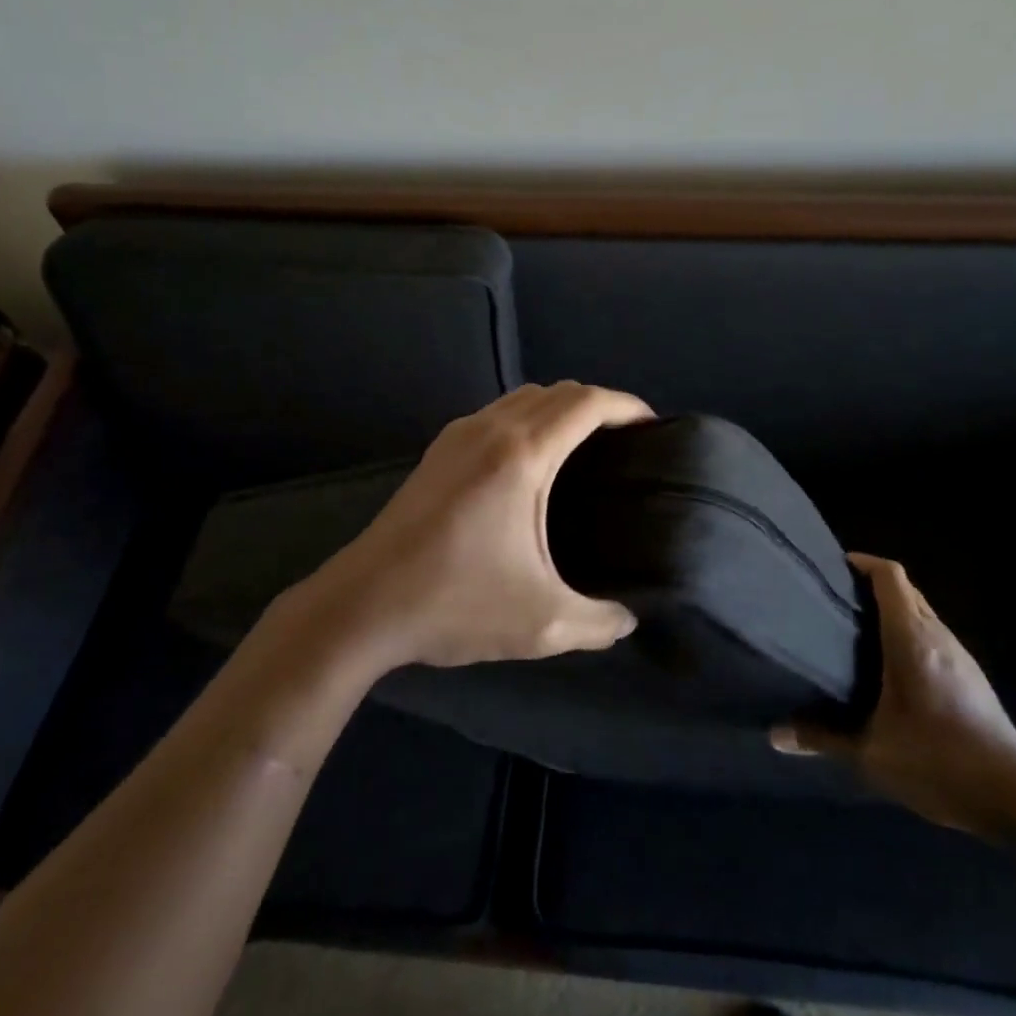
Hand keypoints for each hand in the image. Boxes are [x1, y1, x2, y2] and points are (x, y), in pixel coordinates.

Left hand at [312, 382, 652, 671]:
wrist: (362, 606)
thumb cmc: (455, 603)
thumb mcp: (542, 623)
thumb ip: (599, 621)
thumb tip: (629, 620)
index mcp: (521, 455)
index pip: (587, 403)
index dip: (627, 405)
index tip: (654, 426)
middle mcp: (490, 430)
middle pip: (556, 391)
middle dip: (599, 404)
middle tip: (626, 442)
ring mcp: (457, 436)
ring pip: (522, 398)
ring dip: (559, 409)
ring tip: (585, 448)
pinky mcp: (436, 452)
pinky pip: (496, 414)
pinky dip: (528, 419)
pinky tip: (531, 462)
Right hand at [771, 554, 1015, 841]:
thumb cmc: (938, 760)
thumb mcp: (871, 753)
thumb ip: (822, 738)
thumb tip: (776, 735)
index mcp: (911, 637)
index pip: (889, 575)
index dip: (862, 563)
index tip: (832, 568)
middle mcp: (937, 635)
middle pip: (905, 590)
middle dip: (870, 587)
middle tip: (833, 601)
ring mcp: (960, 656)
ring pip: (921, 614)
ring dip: (891, 613)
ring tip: (855, 632)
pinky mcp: (972, 678)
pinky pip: (933, 638)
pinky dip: (907, 636)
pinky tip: (889, 669)